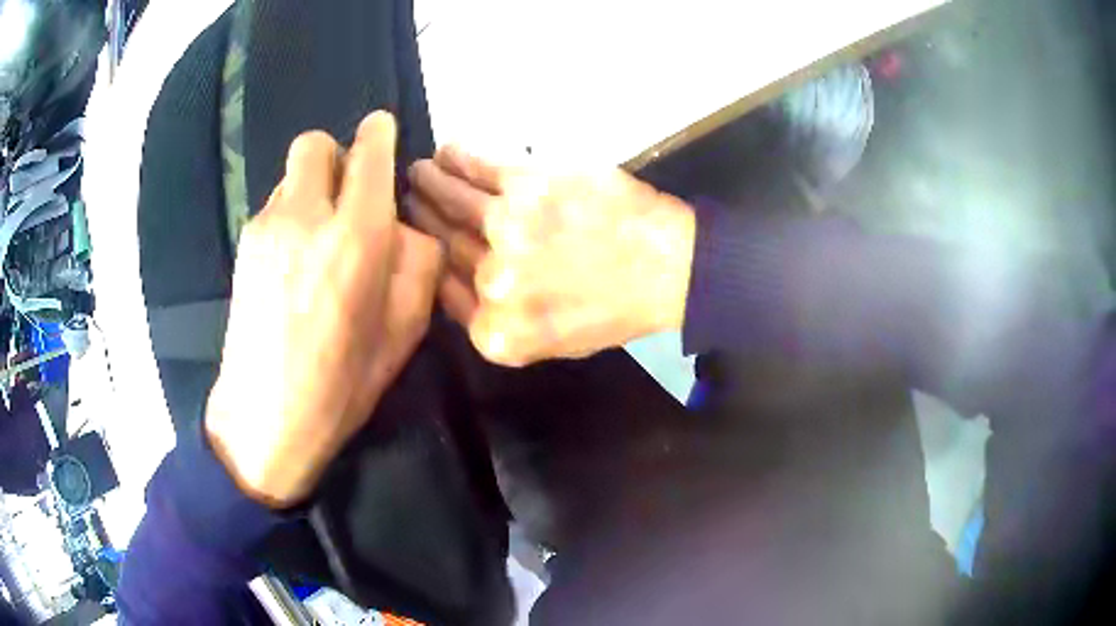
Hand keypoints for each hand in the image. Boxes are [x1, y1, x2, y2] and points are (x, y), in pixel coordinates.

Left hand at [205, 112, 442, 507]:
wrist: (268, 415)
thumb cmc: (345, 380)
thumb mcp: (407, 326)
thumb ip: (416, 257)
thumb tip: (401, 223)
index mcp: (358, 233)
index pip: (369, 148)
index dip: (379, 134)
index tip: (383, 139)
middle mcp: (307, 213)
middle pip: (316, 144)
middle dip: (338, 156)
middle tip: (348, 198)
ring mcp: (266, 226)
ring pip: (291, 177)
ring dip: (312, 191)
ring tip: (317, 243)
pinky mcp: (244, 244)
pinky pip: (273, 207)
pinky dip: (289, 217)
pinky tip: (292, 265)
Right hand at [408, 146, 694, 366]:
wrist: (669, 269)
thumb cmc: (616, 308)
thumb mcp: (553, 343)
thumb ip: (498, 321)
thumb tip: (458, 283)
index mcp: (495, 331)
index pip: (443, 290)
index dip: (428, 258)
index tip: (418, 236)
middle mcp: (491, 283)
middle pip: (443, 243)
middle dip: (422, 218)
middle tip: (410, 199)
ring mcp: (507, 229)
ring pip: (454, 201)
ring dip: (431, 183)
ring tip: (419, 172)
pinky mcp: (529, 185)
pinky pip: (481, 167)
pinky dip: (460, 157)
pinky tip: (448, 153)